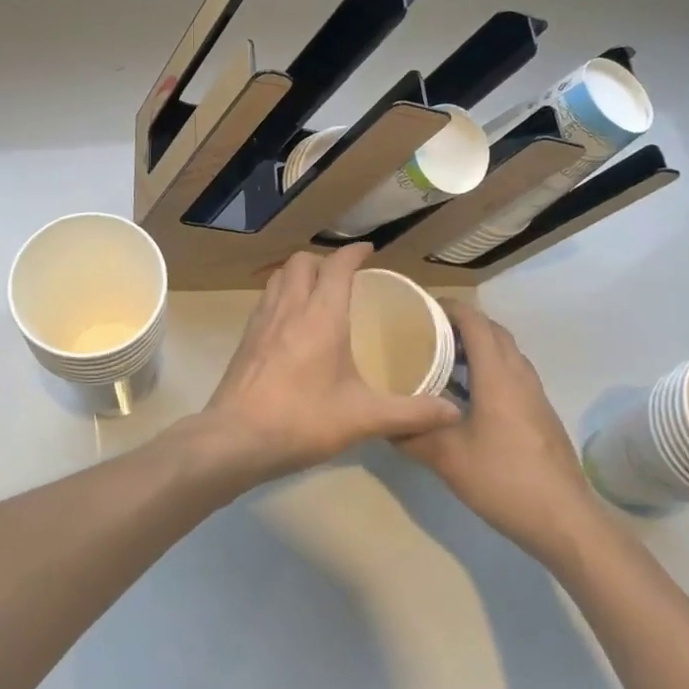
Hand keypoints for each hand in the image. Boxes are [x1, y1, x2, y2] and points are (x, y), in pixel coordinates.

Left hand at [196, 244, 459, 483]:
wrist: (236, 438)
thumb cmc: (302, 420)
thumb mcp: (363, 418)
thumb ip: (410, 414)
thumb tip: (452, 412)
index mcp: (321, 316)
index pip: (337, 266)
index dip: (353, 253)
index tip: (369, 250)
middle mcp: (290, 308)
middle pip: (302, 261)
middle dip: (324, 259)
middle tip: (344, 276)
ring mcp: (262, 320)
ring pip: (279, 276)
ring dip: (299, 273)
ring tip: (317, 291)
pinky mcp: (246, 337)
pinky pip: (266, 298)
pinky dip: (282, 294)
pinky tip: (292, 322)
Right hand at [400, 304, 608, 565]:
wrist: (566, 521)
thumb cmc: (504, 480)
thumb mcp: (447, 458)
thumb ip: (412, 436)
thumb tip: (382, 423)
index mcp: (498, 375)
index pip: (475, 321)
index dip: (449, 307)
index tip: (419, 308)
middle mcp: (519, 376)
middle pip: (493, 332)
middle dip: (461, 324)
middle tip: (426, 333)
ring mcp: (535, 396)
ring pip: (506, 354)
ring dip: (478, 348)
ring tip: (442, 360)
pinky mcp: (540, 415)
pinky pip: (512, 376)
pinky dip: (489, 371)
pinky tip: (466, 398)